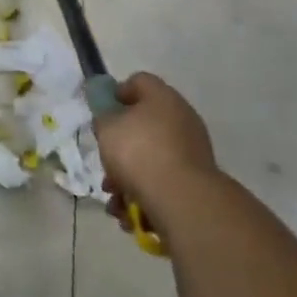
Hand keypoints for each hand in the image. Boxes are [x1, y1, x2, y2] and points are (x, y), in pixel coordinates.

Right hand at [95, 73, 219, 230]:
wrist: (181, 200)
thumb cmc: (138, 152)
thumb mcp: (107, 127)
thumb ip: (103, 117)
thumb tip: (111, 117)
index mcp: (163, 98)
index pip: (139, 81)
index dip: (117, 93)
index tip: (102, 114)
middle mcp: (182, 120)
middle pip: (143, 125)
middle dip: (119, 148)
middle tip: (105, 164)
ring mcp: (192, 152)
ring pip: (150, 159)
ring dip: (127, 178)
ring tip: (114, 200)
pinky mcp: (195, 182)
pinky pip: (162, 183)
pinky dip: (144, 196)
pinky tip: (129, 214)